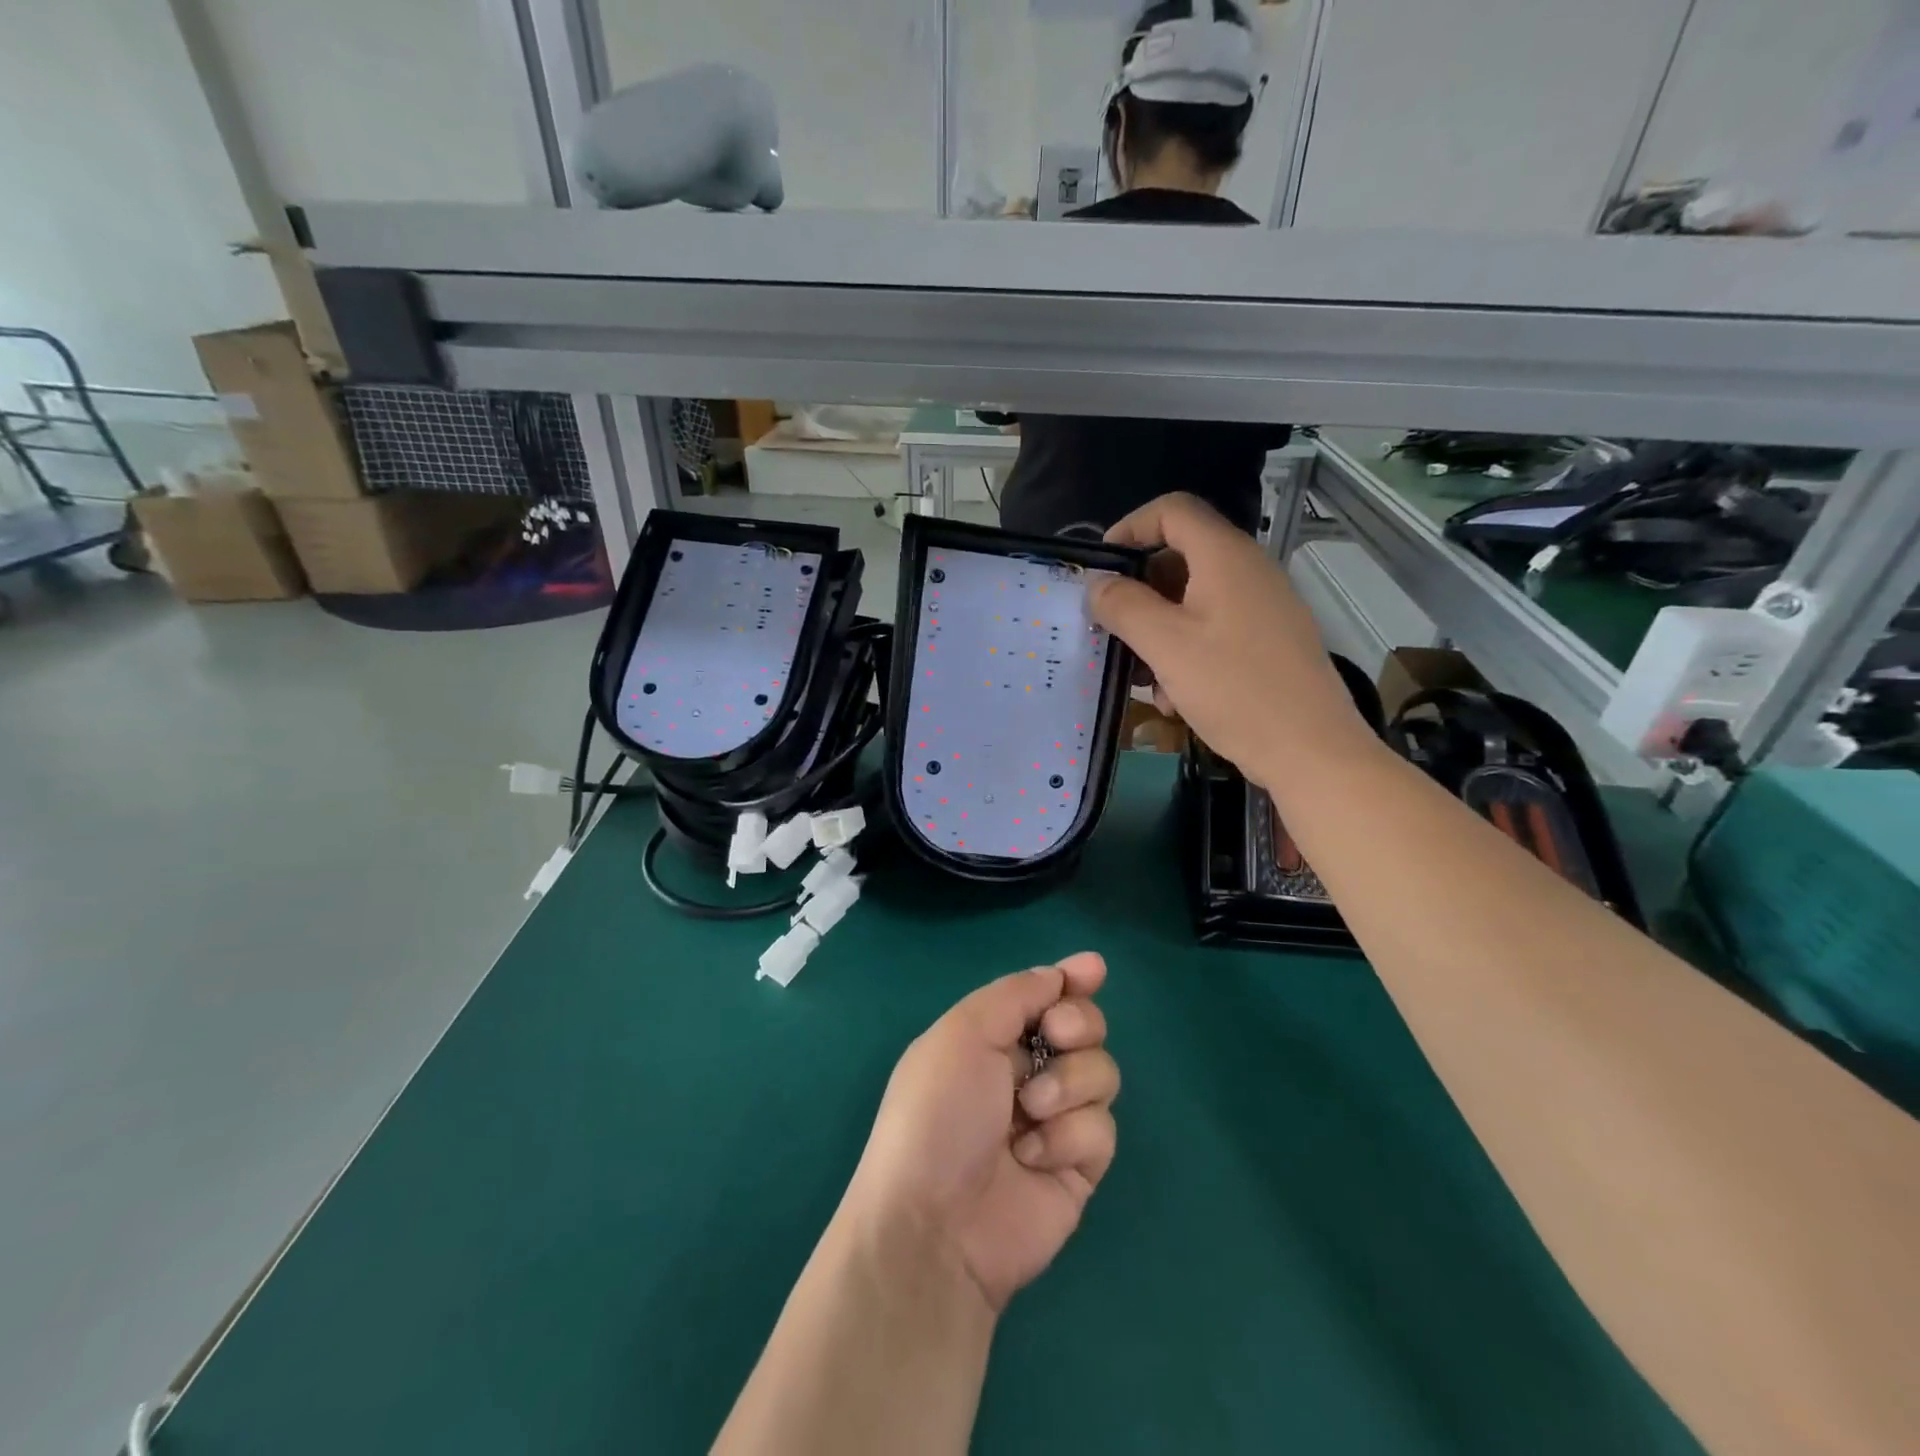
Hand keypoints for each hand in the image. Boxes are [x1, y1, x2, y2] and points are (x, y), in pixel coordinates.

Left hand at [844, 953, 1117, 1312]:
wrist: (935, 1225)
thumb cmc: (938, 1114)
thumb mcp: (963, 1034)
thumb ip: (1015, 995)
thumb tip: (1059, 974)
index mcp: (992, 1038)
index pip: (1043, 997)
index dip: (1071, 980)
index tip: (1094, 969)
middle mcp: (1026, 1073)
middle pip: (1084, 1026)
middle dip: (1078, 1023)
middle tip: (1056, 1036)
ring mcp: (1056, 1120)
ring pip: (1102, 1073)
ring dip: (1069, 1084)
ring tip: (1030, 1112)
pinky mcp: (1079, 1166)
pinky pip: (1102, 1129)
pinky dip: (1070, 1137)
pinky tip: (1033, 1158)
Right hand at [1089, 492, 1375, 788]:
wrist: (1310, 750)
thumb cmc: (1234, 688)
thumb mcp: (1166, 645)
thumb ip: (1123, 606)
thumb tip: (1096, 584)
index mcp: (1226, 557)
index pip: (1172, 510)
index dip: (1130, 527)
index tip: (1101, 569)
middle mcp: (1248, 571)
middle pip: (1180, 557)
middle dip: (1139, 593)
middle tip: (1112, 629)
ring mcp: (1263, 608)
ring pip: (1193, 601)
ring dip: (1158, 632)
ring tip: (1143, 677)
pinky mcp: (1268, 642)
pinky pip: (1214, 630)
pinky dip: (1186, 653)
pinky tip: (1176, 698)